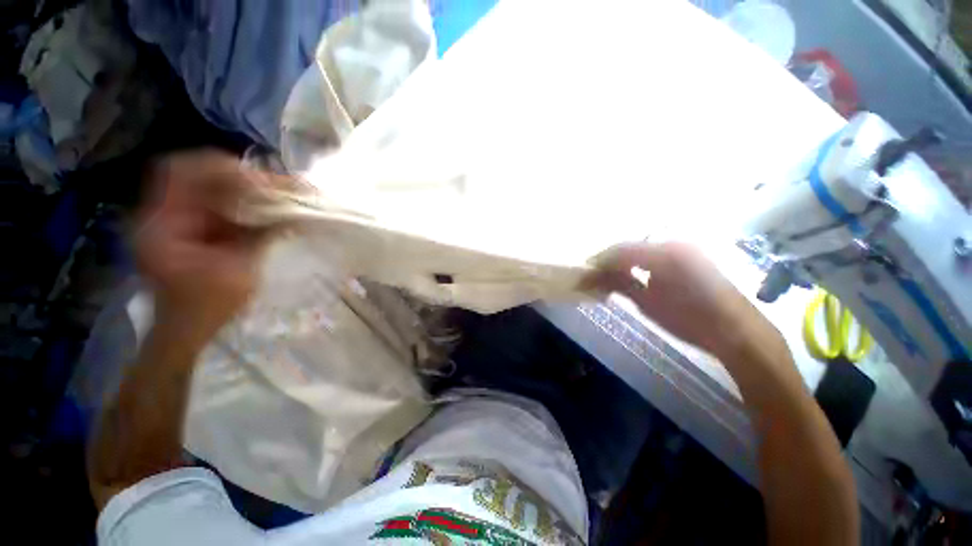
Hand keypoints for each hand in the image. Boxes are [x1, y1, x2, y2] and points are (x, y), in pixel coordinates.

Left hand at [136, 150, 272, 345]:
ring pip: (213, 190)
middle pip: (200, 177)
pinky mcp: (197, 228)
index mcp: (161, 223)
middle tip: (280, 188)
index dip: (218, 167)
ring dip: (248, 191)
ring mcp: (180, 220)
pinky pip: (221, 206)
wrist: (188, 331)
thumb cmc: (205, 308)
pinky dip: (247, 205)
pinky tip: (271, 211)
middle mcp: (165, 213)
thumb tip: (292, 214)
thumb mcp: (237, 273)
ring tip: (281, 197)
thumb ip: (261, 238)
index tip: (259, 179)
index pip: (179, 172)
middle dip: (242, 178)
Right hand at [587, 241, 781, 356]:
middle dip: (610, 261)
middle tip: (595, 277)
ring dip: (623, 262)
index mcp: (665, 253)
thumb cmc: (691, 321)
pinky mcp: (689, 256)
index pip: (621, 249)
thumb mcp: (648, 304)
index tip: (585, 272)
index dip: (600, 260)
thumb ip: (618, 284)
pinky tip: (633, 276)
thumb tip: (589, 276)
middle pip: (630, 247)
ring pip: (641, 250)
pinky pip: (654, 255)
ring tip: (610, 278)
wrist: (737, 332)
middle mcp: (674, 243)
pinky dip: (639, 264)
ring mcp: (683, 248)